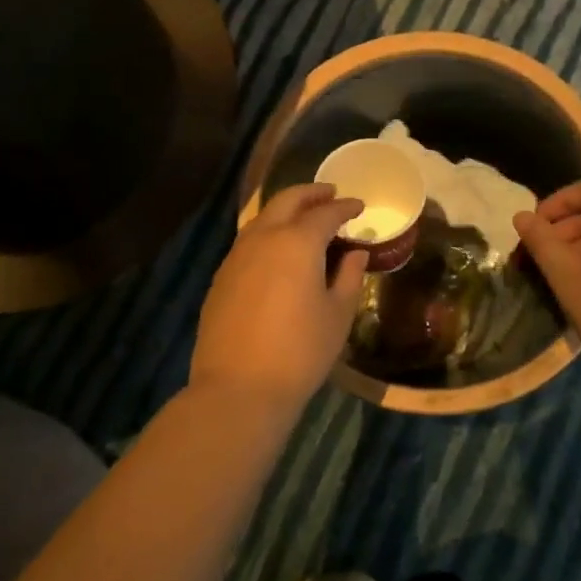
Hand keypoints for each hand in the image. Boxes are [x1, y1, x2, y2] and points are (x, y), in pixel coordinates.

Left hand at [190, 185, 369, 406]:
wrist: (238, 387)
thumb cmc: (300, 352)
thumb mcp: (337, 315)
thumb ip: (349, 277)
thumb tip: (356, 253)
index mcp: (297, 242)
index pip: (326, 213)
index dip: (345, 207)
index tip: (359, 205)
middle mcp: (263, 237)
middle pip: (287, 201)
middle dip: (311, 193)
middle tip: (330, 194)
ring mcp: (236, 255)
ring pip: (263, 218)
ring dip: (286, 211)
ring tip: (305, 219)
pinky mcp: (221, 276)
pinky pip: (248, 241)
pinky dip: (268, 233)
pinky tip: (278, 251)